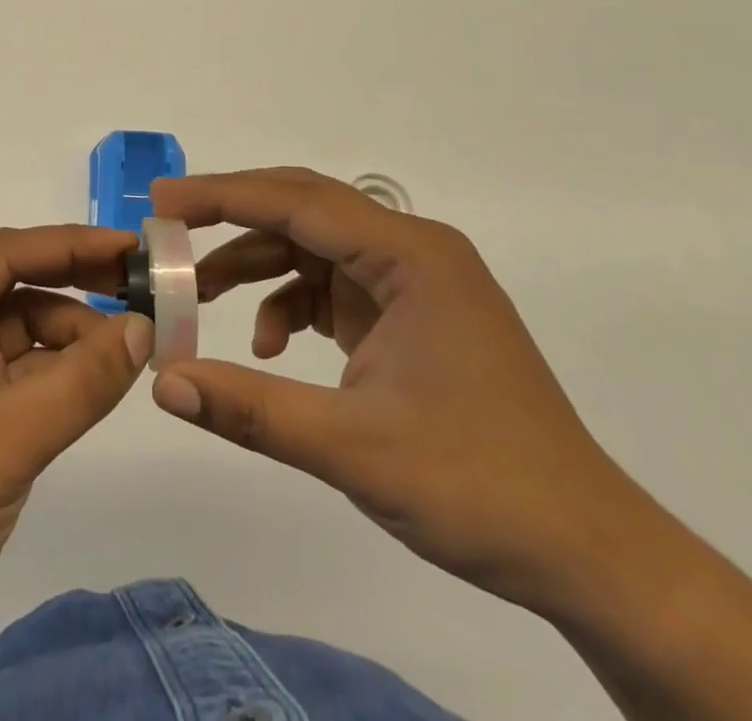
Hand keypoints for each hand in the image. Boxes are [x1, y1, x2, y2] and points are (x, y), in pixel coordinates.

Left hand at [0, 225, 152, 719]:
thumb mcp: (5, 440)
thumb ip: (81, 380)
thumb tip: (146, 327)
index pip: (4, 253)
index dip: (74, 245)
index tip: (136, 247)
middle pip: (11, 285)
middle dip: (76, 286)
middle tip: (146, 289)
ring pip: (17, 329)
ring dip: (71, 336)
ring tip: (132, 349)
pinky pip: (13, 372)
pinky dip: (54, 373)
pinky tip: (97, 381)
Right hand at [149, 167, 646, 613]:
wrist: (590, 557)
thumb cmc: (481, 489)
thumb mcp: (353, 448)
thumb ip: (251, 408)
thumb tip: (162, 383)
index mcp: (411, 256)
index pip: (299, 201)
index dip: (223, 195)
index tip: (162, 200)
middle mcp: (413, 252)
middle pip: (305, 210)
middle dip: (233, 218)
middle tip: (169, 229)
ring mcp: (413, 284)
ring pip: (313, 249)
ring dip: (256, 267)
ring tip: (200, 296)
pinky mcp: (409, 318)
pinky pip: (331, 288)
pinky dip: (290, 305)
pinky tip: (270, 348)